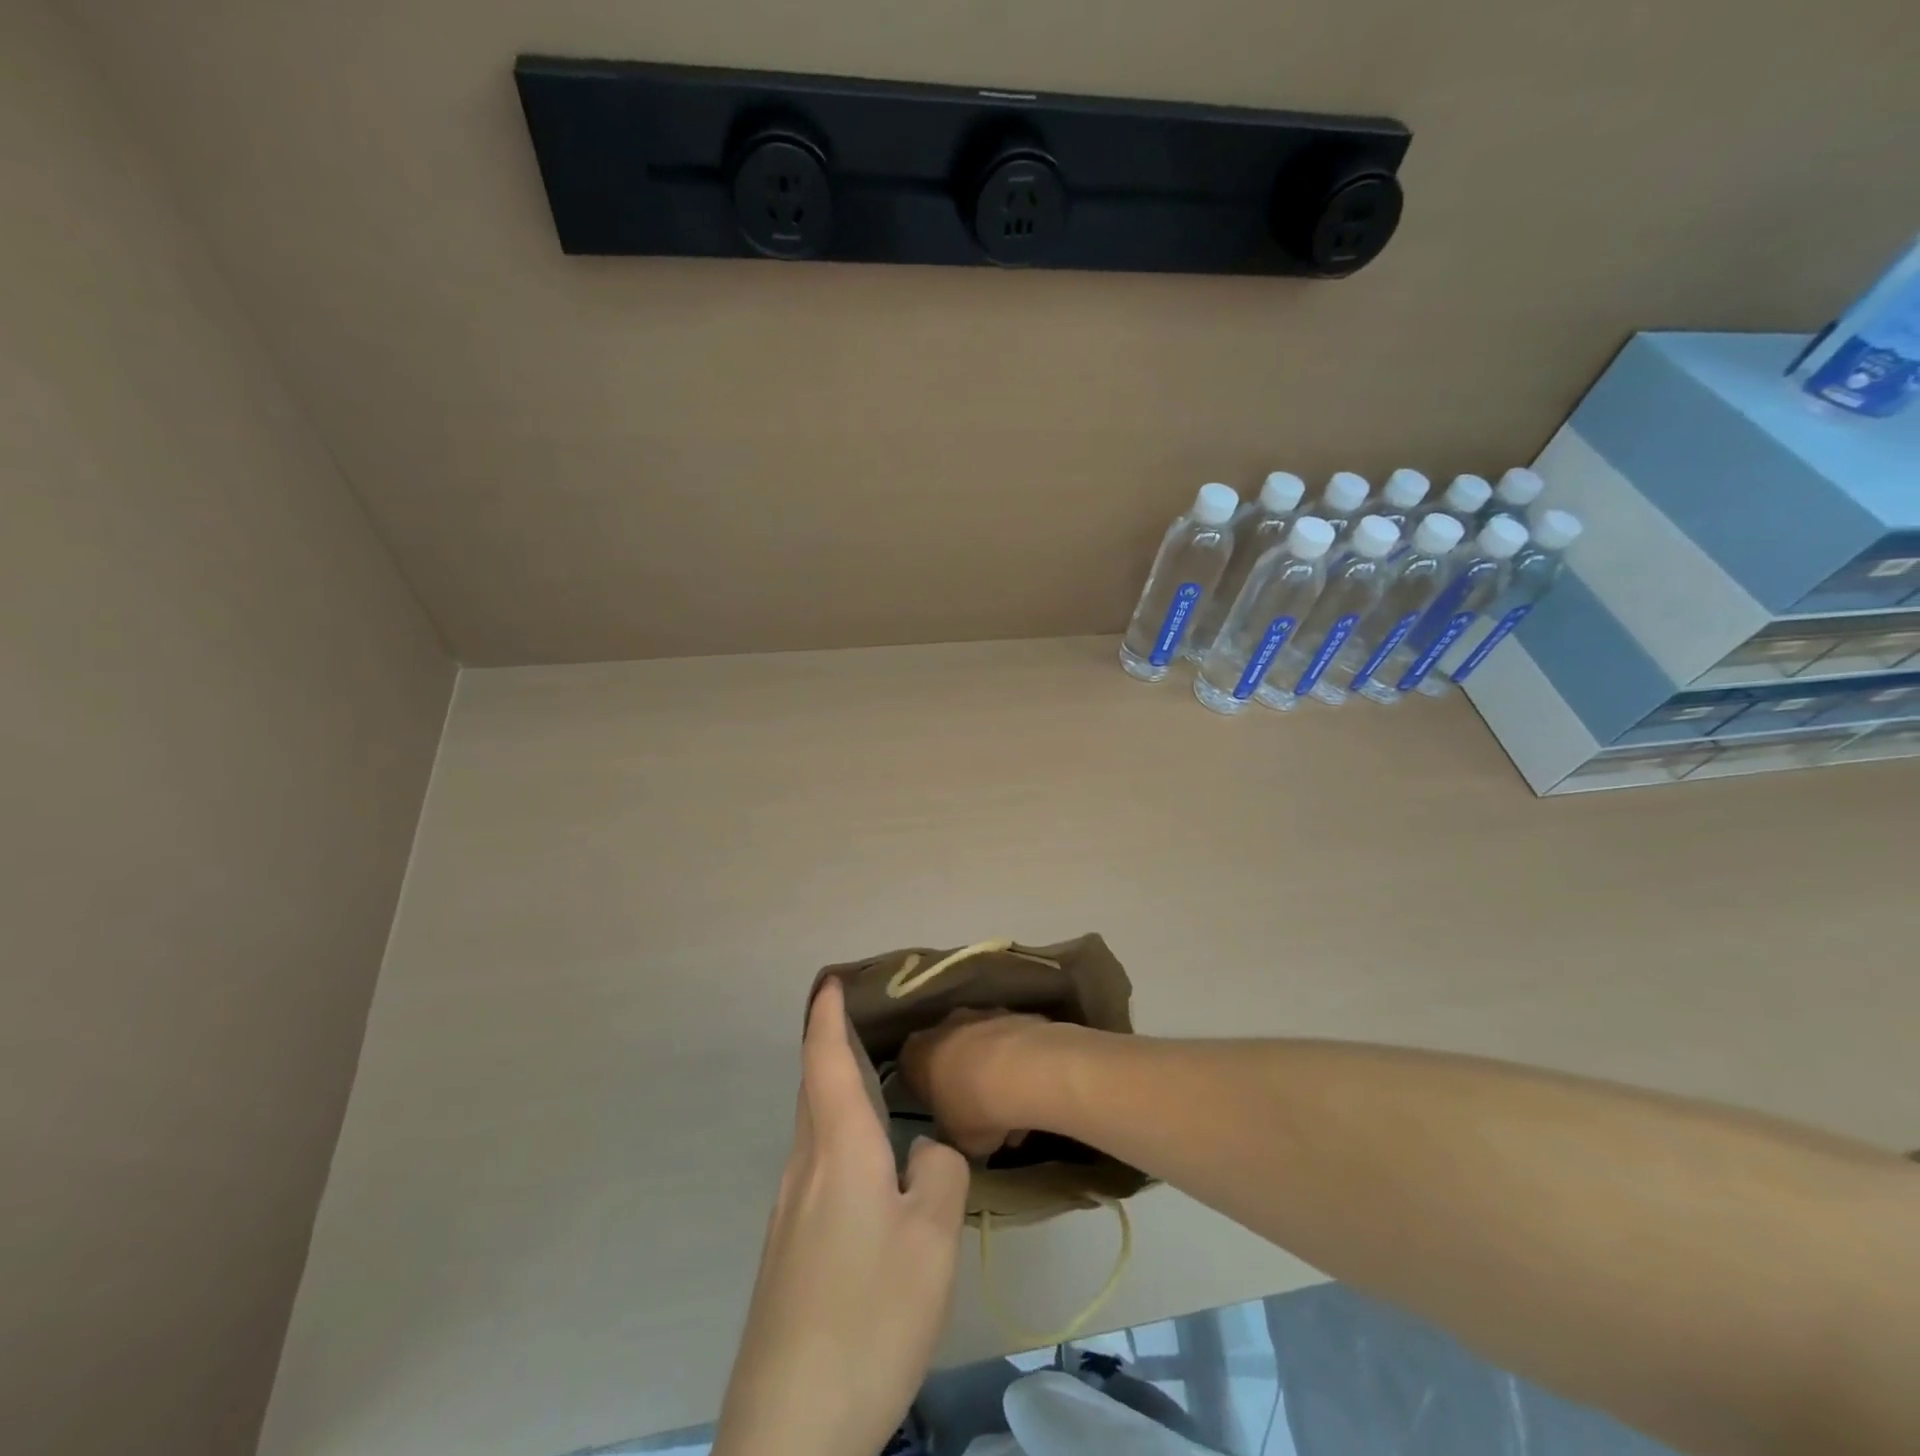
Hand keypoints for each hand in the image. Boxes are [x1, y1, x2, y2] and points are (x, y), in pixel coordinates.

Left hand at [712, 978, 970, 1455]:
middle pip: (814, 1089)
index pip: (824, 1059)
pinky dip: (837, 1138)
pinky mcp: (786, 1250)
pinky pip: (815, 1166)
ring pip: (814, 1130)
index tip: (831, 980)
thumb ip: (941, 1174)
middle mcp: (804, 1167)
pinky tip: (866, 1169)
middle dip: (831, 1047)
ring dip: (835, 1094)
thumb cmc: (868, 1315)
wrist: (789, 1429)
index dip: (826, 1015)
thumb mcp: (932, 1240)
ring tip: (874, 1085)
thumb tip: (925, 1152)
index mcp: (838, 1149)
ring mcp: (788, 1212)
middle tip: (864, 1022)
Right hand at [899, 1009, 1054, 1158]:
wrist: (1024, 1071)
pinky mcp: (1015, 1015)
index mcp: (917, 1054)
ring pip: (983, 1047)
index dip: (925, 1091)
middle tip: (977, 1113)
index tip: (939, 1111)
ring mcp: (982, 1015)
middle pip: (949, 1053)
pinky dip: (1018, 1065)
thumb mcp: (953, 1140)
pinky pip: (1011, 1045)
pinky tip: (1034, 1095)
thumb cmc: (974, 1109)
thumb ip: (950, 1133)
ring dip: (993, 1073)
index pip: (910, 1069)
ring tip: (1015, 1114)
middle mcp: (945, 1025)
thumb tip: (956, 1132)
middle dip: (962, 1079)